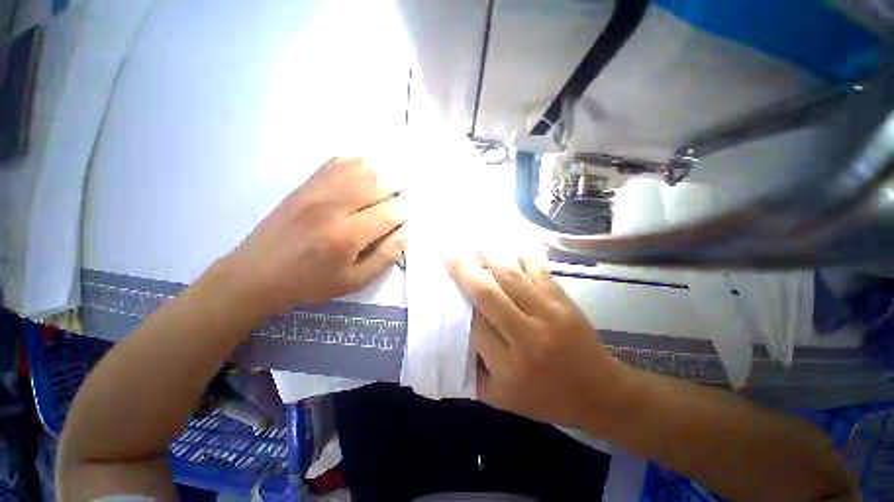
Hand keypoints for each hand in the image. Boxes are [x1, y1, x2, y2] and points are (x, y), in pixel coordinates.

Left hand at [222, 157, 405, 318]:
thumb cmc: (310, 283)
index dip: (406, 210)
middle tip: (407, 193)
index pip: (389, 213)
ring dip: (383, 172)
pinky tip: (368, 170)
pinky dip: (359, 162)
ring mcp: (316, 191)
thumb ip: (385, 257)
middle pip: (378, 184)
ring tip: (393, 180)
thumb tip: (406, 232)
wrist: (257, 273)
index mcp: (346, 236)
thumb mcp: (354, 282)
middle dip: (400, 187)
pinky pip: (337, 162)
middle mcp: (333, 207)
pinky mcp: (305, 185)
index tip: (412, 212)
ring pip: (360, 168)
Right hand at [448, 253, 632, 428]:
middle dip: (466, 272)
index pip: (474, 325)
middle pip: (488, 295)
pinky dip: (523, 257)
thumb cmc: (545, 397)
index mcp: (509, 365)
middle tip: (452, 254)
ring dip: (491, 257)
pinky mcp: (563, 301)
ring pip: (512, 278)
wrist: (600, 393)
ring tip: (476, 244)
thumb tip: (453, 338)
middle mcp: (527, 336)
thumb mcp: (501, 398)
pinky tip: (512, 250)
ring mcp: (548, 314)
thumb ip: (472, 372)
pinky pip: (539, 271)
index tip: (446, 285)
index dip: (459, 303)